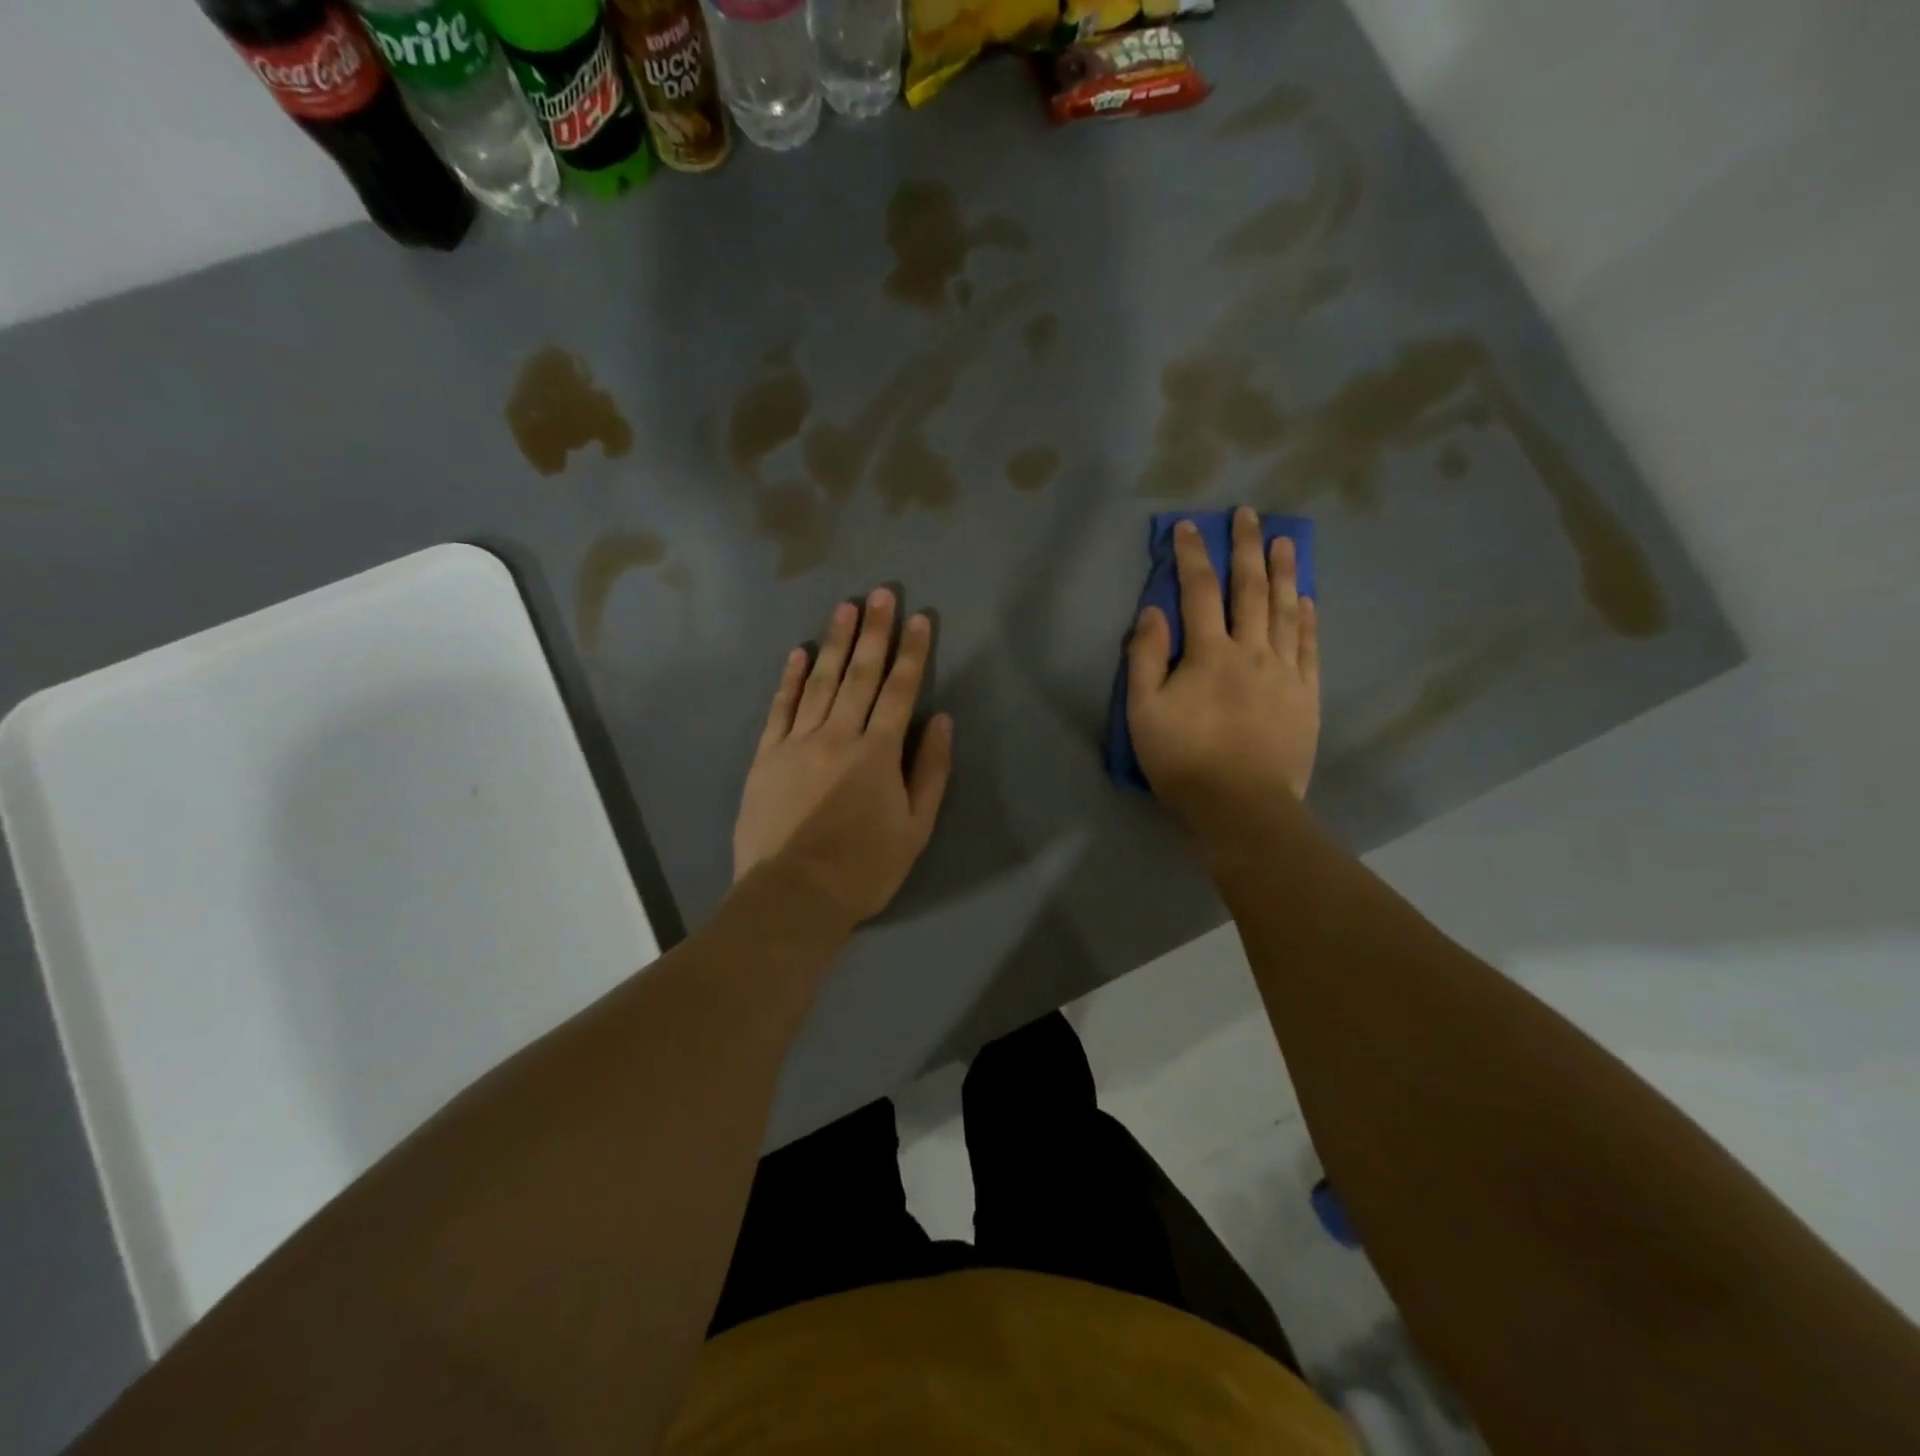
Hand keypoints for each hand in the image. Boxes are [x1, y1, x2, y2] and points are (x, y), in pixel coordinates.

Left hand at [733, 589, 954, 928]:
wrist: (793, 895)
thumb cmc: (864, 868)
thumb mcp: (916, 828)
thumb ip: (930, 771)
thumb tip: (942, 721)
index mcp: (877, 753)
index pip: (900, 691)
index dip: (912, 652)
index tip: (919, 618)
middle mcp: (838, 735)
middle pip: (861, 675)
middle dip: (875, 632)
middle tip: (881, 593)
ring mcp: (797, 742)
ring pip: (820, 681)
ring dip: (835, 643)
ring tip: (845, 607)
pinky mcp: (766, 756)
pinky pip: (780, 708)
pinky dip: (789, 678)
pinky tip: (799, 653)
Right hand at [1127, 508, 1319, 831]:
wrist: (1241, 807)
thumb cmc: (1183, 761)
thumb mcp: (1143, 713)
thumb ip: (1144, 659)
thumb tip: (1153, 612)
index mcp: (1208, 654)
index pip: (1199, 592)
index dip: (1192, 556)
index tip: (1190, 526)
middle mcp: (1251, 651)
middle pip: (1250, 590)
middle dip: (1246, 548)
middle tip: (1249, 514)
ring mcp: (1284, 672)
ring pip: (1284, 610)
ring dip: (1283, 572)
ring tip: (1285, 540)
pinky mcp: (1306, 695)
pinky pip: (1308, 646)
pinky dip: (1306, 618)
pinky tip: (1306, 599)